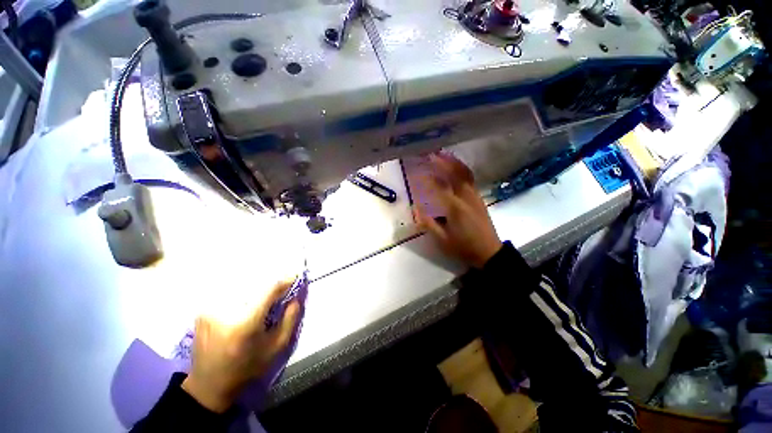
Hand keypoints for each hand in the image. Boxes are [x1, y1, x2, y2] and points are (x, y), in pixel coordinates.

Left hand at [182, 279, 300, 412]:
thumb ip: (290, 319)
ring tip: (263, 297)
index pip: (269, 289)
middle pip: (255, 285)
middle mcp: (225, 311)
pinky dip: (242, 294)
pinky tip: (245, 304)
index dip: (284, 281)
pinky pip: (229, 294)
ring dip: (256, 288)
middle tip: (280, 290)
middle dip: (271, 285)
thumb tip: (295, 297)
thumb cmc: (247, 369)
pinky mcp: (202, 311)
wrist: (208, 386)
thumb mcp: (276, 347)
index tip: (295, 278)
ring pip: (242, 287)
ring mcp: (210, 310)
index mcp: (245, 323)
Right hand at [414, 153, 502, 268]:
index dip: (424, 179)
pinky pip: (469, 178)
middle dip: (439, 162)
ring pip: (463, 172)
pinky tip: (454, 165)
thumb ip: (428, 223)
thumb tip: (415, 208)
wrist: (489, 252)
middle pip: (452, 174)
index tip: (414, 171)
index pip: (437, 188)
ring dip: (451, 161)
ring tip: (440, 153)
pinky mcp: (478, 197)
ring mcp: (474, 195)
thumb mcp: (442, 240)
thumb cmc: (463, 248)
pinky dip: (460, 168)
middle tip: (427, 153)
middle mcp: (466, 197)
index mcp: (455, 208)